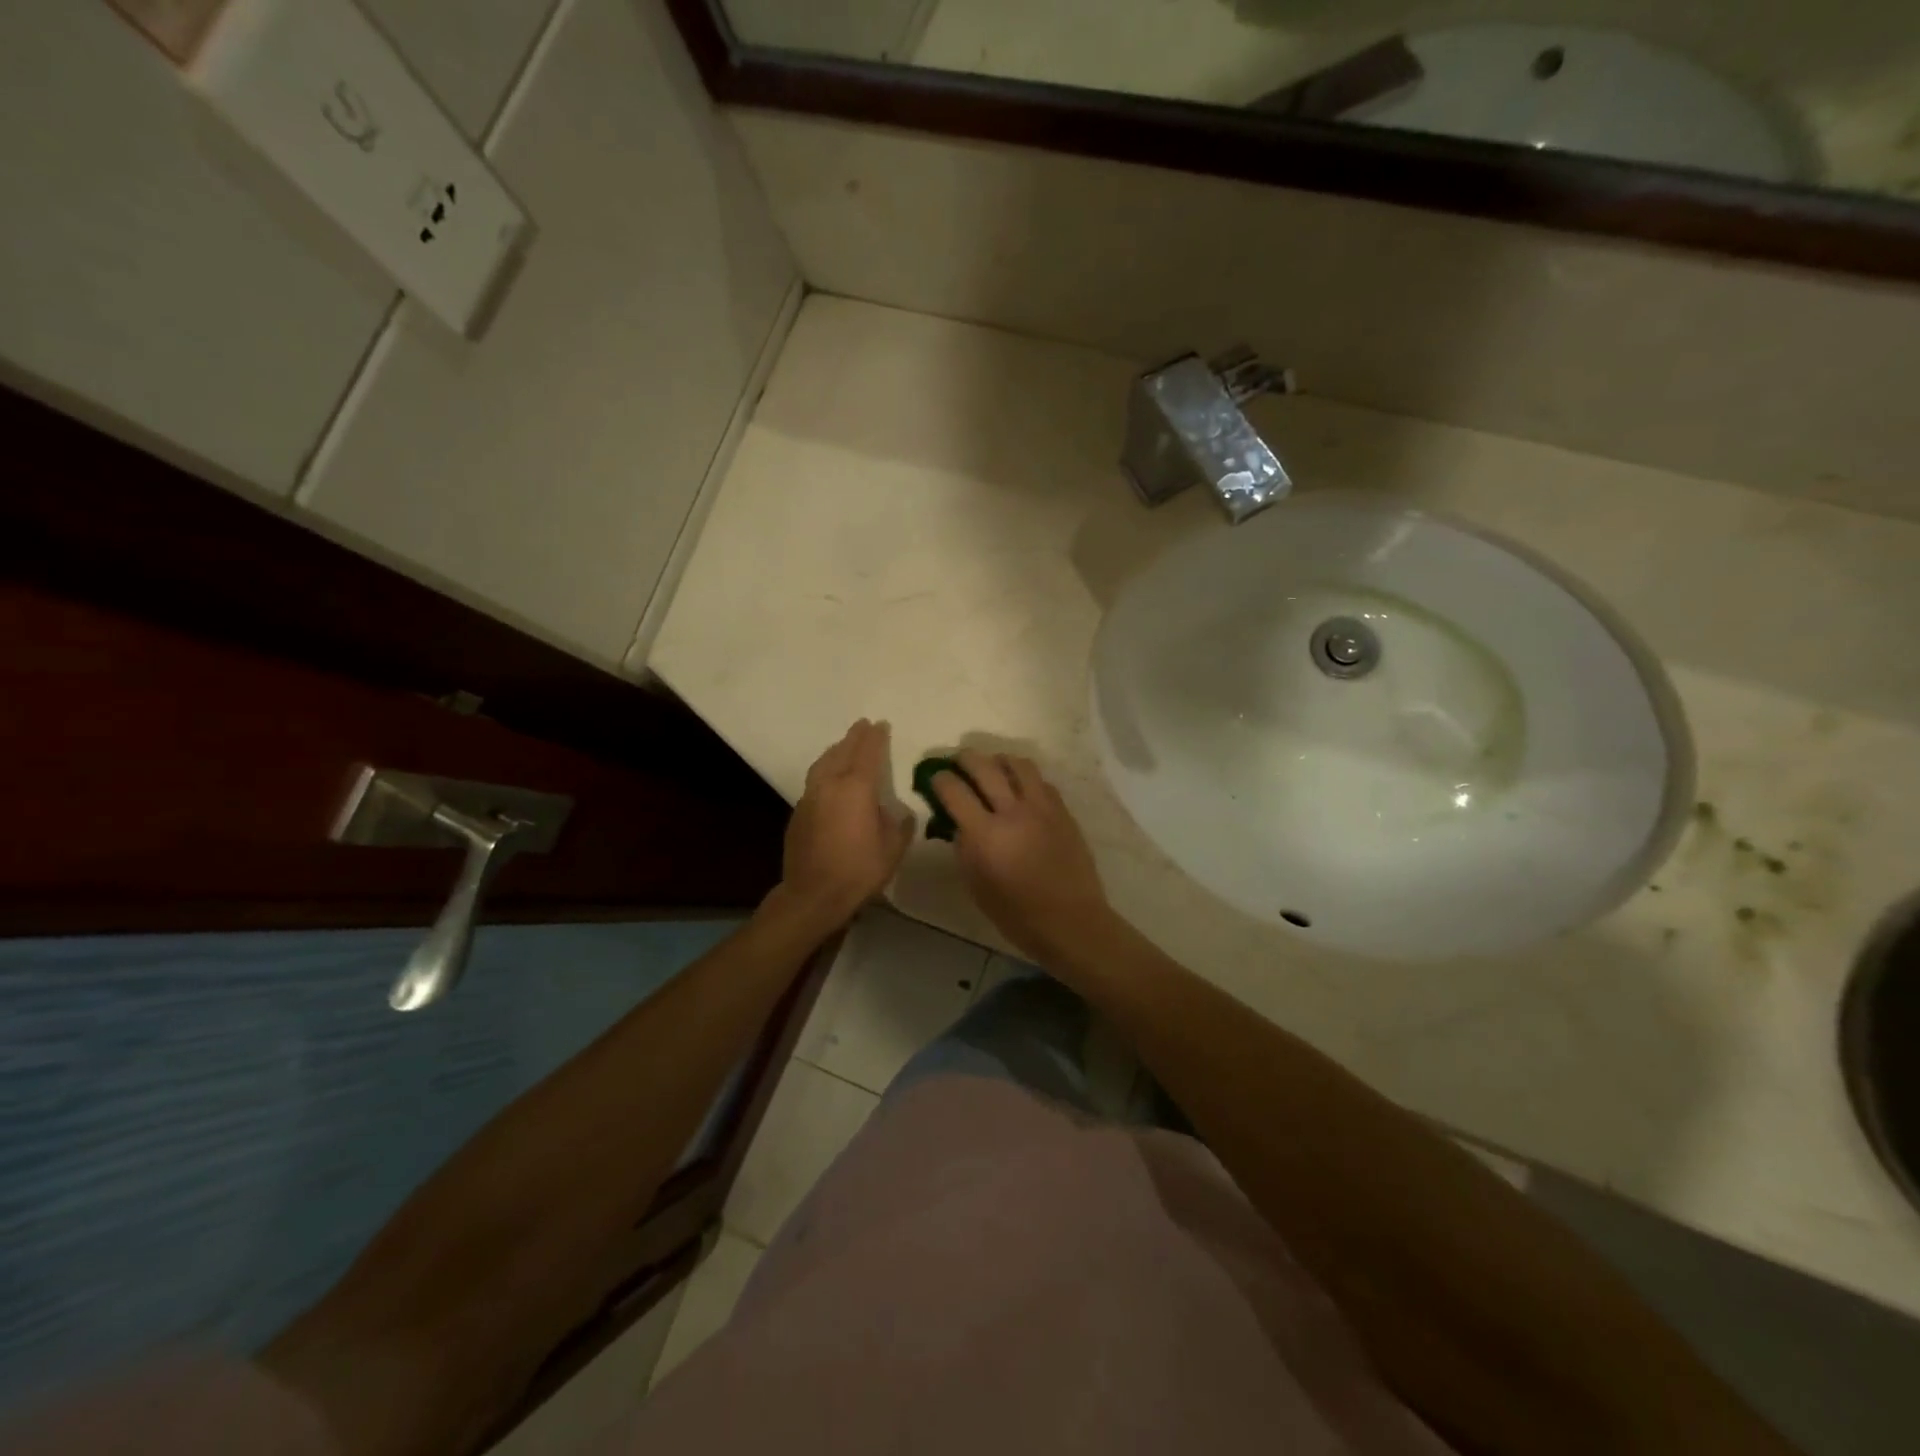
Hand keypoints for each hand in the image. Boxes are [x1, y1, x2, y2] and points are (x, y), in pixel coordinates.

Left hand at [780, 719, 913, 924]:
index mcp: (856, 788)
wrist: (813, 895)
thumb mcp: (893, 848)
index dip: (876, 737)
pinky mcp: (798, 812)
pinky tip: (830, 779)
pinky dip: (825, 771)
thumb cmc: (859, 870)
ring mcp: (810, 797)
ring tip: (845, 745)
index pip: (868, 752)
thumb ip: (899, 824)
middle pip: (842, 751)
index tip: (881, 725)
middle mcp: (830, 784)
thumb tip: (898, 813)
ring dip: (836, 750)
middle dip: (854, 737)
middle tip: (863, 725)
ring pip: (823, 763)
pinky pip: (814, 780)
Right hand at [929, 750, 1113, 964]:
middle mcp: (1013, 812)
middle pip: (984, 767)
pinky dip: (1025, 777)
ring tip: (992, 766)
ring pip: (1017, 764)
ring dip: (998, 760)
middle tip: (957, 761)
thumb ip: (963, 848)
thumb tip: (958, 822)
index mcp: (986, 834)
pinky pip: (1041, 781)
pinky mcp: (1063, 811)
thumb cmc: (1017, 914)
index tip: (935, 778)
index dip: (940, 780)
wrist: (1071, 921)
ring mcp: (1042, 808)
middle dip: (965, 759)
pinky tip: (1020, 788)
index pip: (955, 791)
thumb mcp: (976, 885)